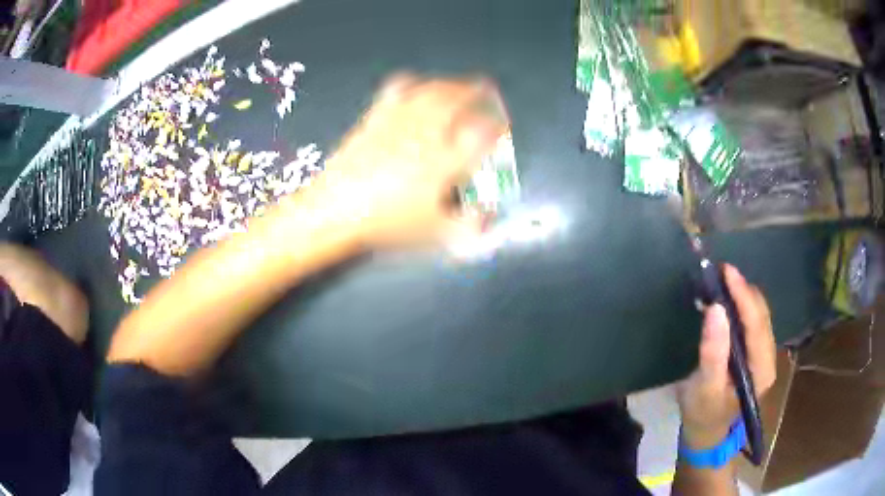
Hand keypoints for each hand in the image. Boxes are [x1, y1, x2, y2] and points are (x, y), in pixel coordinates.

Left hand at [308, 75, 508, 248]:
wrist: (336, 210)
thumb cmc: (386, 223)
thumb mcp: (434, 233)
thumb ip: (468, 226)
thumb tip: (487, 217)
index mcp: (444, 161)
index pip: (481, 133)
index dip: (496, 127)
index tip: (501, 128)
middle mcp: (425, 135)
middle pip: (458, 100)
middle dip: (477, 92)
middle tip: (486, 90)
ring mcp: (399, 123)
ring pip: (432, 91)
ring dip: (451, 84)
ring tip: (459, 85)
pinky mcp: (377, 118)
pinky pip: (398, 90)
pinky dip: (413, 84)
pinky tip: (416, 85)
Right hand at [676, 264, 776, 449]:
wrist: (706, 433)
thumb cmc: (703, 414)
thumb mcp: (704, 388)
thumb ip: (713, 352)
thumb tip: (716, 309)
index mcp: (761, 369)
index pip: (757, 324)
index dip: (744, 295)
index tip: (726, 271)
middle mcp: (768, 358)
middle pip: (761, 315)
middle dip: (743, 291)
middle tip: (720, 273)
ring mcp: (764, 355)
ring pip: (759, 315)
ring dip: (743, 296)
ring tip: (722, 282)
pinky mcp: (755, 353)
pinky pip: (753, 321)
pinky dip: (741, 306)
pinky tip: (728, 301)